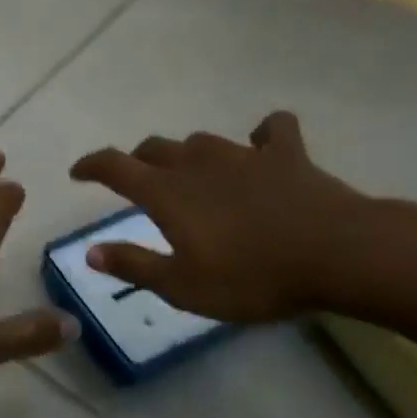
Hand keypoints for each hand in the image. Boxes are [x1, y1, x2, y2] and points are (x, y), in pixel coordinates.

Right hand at [68, 112, 370, 323]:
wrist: (339, 253)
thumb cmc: (254, 276)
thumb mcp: (184, 286)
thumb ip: (135, 265)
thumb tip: (90, 252)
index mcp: (167, 192)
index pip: (114, 166)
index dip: (91, 165)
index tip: (77, 172)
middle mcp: (196, 163)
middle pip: (155, 149)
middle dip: (139, 162)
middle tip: (137, 182)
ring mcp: (243, 154)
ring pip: (201, 142)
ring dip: (189, 154)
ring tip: (192, 173)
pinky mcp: (286, 154)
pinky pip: (272, 131)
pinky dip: (263, 135)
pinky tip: (263, 143)